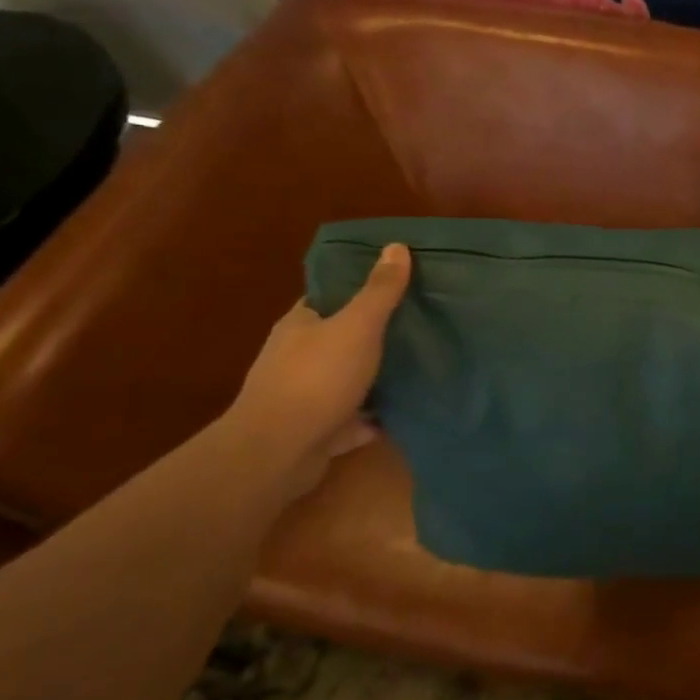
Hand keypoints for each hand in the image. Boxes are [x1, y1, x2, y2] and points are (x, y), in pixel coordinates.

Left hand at [226, 243, 411, 499]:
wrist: (278, 454)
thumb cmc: (316, 378)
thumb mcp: (356, 326)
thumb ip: (379, 290)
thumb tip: (396, 245)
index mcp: (300, 325)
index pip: (329, 296)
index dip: (360, 286)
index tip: (399, 282)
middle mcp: (297, 357)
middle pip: (341, 336)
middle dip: (375, 332)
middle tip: (420, 322)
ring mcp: (305, 397)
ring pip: (348, 378)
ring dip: (377, 375)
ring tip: (421, 366)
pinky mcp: (317, 431)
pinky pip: (354, 418)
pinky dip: (374, 416)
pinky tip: (403, 411)